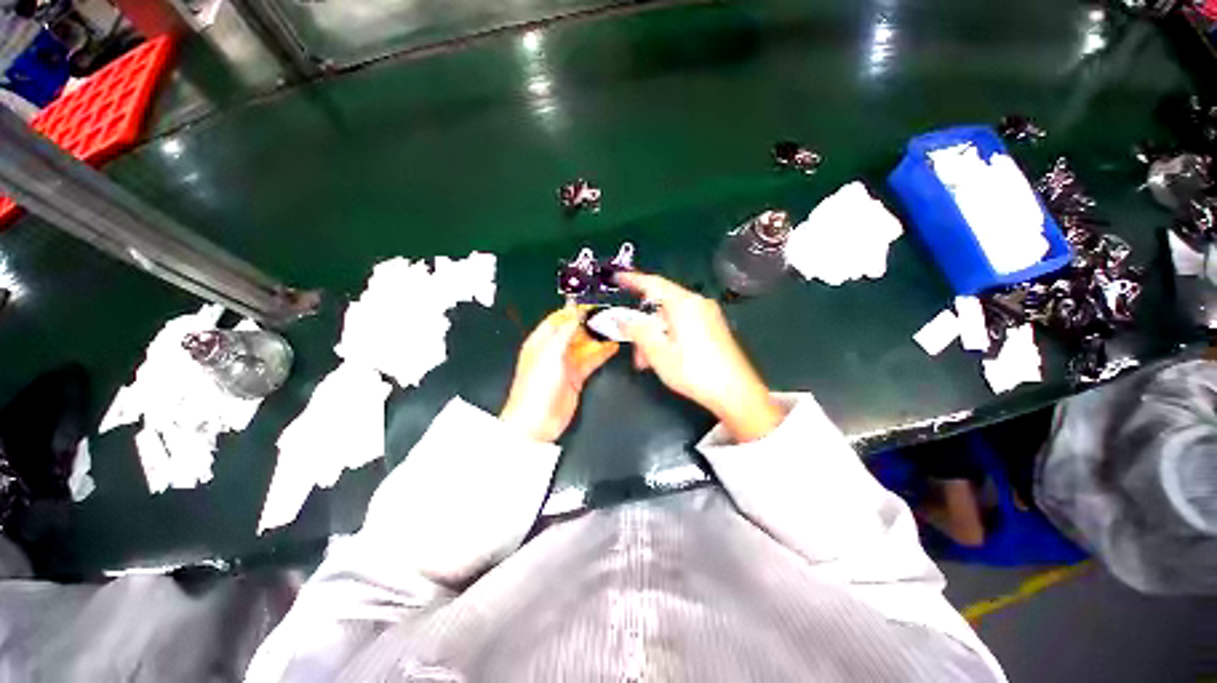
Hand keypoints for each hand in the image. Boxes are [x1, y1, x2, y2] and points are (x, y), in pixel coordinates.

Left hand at [500, 306, 618, 442]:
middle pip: (573, 332)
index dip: (573, 311)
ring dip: (598, 338)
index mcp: (540, 342)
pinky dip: (602, 353)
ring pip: (585, 345)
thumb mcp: (550, 353)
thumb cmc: (535, 389)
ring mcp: (565, 365)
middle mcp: (553, 351)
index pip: (558, 319)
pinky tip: (612, 347)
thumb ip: (564, 332)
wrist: (536, 422)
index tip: (590, 305)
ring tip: (613, 329)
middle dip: (589, 324)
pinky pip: (591, 361)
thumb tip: (575, 313)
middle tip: (606, 316)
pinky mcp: (576, 378)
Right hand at [618, 272, 783, 442]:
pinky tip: (664, 356)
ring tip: (646, 361)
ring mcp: (708, 314)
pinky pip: (684, 323)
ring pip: (671, 317)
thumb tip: (622, 318)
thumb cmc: (693, 371)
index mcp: (684, 303)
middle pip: (661, 304)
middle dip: (643, 323)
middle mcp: (698, 303)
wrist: (736, 392)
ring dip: (654, 334)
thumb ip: (637, 330)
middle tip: (633, 346)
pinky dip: (669, 335)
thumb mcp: (658, 352)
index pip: (653, 283)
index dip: (632, 279)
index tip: (617, 278)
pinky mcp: (714, 327)